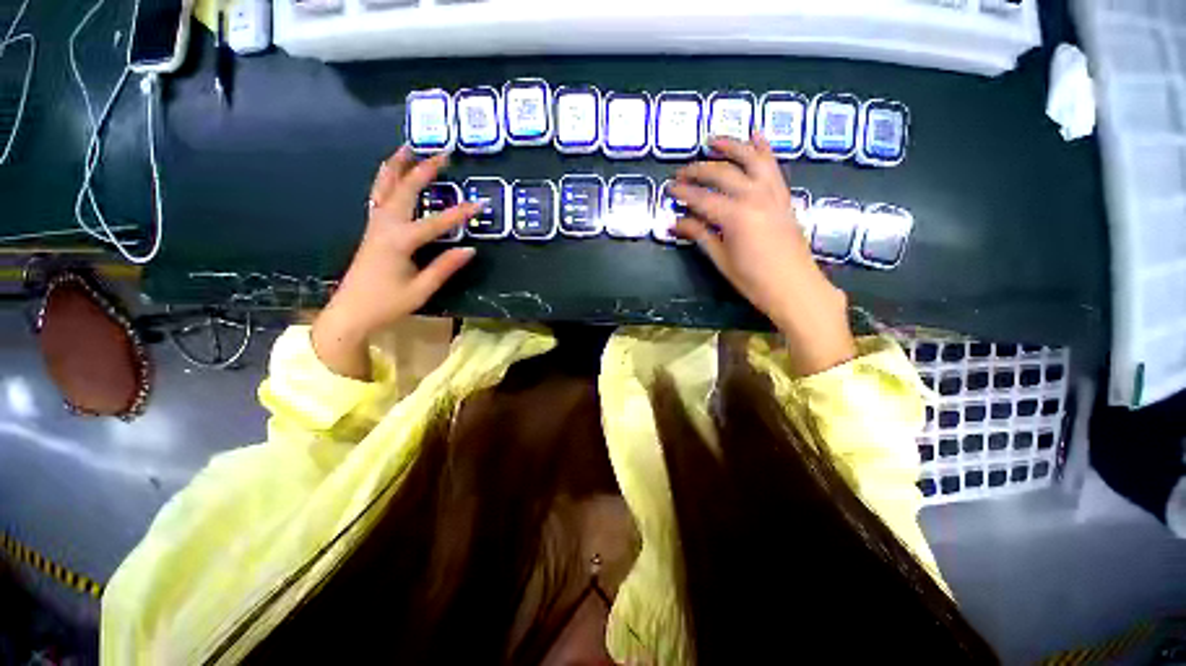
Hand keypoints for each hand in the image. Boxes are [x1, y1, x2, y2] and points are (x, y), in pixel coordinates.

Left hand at [312, 146, 479, 379]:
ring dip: (397, 166)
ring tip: (408, 148)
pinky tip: (391, 175)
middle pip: (404, 190)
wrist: (351, 311)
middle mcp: (385, 226)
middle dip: (423, 170)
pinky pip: (377, 197)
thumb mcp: (422, 289)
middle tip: (441, 154)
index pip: (435, 223)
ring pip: (384, 187)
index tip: (479, 204)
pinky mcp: (372, 230)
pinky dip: (385, 180)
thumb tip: (470, 249)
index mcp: (399, 242)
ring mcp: (375, 226)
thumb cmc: (387, 303)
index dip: (459, 213)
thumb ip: (445, 267)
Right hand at [671, 135, 855, 375]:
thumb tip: (675, 223)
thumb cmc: (753, 279)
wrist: (794, 287)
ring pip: (750, 159)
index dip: (683, 192)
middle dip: (698, 170)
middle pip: (722, 174)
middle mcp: (754, 196)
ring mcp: (772, 193)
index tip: (669, 189)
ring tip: (713, 140)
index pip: (701, 198)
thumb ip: (699, 236)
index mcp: (735, 216)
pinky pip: (773, 166)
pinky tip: (757, 135)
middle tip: (682, 173)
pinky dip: (764, 149)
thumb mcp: (721, 260)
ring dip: (731, 146)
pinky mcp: (783, 196)